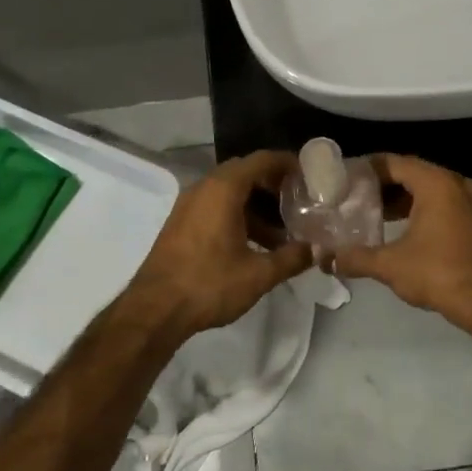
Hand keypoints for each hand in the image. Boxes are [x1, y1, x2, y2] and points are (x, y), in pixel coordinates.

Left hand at [126, 151, 312, 336]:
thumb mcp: (258, 274)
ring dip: (257, 206)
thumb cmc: (209, 284)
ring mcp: (189, 205)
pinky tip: (255, 245)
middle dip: (274, 185)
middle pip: (246, 173)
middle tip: (300, 202)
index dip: (288, 164)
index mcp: (223, 189)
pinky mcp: (181, 224)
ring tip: (283, 232)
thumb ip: (292, 258)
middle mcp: (204, 188)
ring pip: (230, 193)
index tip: (310, 176)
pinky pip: (215, 207)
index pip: (262, 160)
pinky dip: (238, 216)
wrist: (154, 310)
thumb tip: (317, 250)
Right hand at [331, 154, 471, 333]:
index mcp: (435, 183)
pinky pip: (443, 204)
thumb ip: (356, 258)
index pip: (393, 162)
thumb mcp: (390, 265)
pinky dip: (421, 209)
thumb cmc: (438, 273)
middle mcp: (455, 183)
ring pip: (428, 189)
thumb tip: (327, 259)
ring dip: (401, 198)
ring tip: (372, 213)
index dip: (366, 169)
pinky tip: (400, 228)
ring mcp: (470, 201)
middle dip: (382, 185)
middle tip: (353, 196)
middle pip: (411, 173)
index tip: (344, 179)